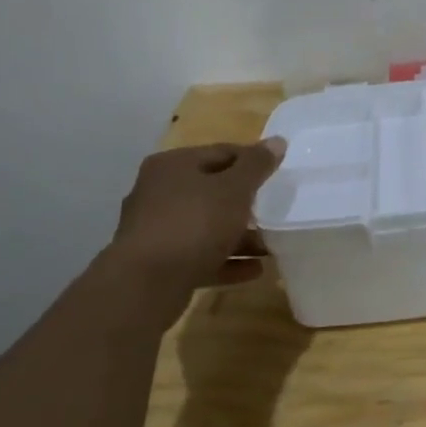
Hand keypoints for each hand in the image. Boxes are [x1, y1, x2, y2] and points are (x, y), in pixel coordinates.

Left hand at [108, 139, 286, 304]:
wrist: (146, 285)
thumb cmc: (194, 223)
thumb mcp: (234, 189)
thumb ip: (257, 165)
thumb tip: (277, 141)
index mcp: (173, 166)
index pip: (222, 153)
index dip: (253, 161)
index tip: (279, 175)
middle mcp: (159, 193)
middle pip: (213, 191)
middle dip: (246, 203)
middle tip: (275, 210)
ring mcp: (157, 230)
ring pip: (207, 226)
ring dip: (240, 236)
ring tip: (270, 246)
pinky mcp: (161, 263)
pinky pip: (201, 255)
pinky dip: (227, 260)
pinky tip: (256, 269)